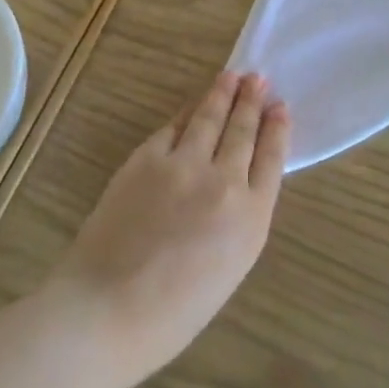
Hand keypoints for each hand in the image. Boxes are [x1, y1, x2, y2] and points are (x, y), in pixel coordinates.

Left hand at [46, 71, 287, 374]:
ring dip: (222, 94)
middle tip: (257, 78)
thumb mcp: (230, 267)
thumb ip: (241, 219)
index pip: (272, 158)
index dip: (277, 128)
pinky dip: (186, 113)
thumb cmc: (174, 311)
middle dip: (252, 101)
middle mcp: (224, 181)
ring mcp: (183, 165)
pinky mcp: (146, 159)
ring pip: (210, 119)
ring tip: (232, 76)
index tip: (280, 107)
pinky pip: (173, 128)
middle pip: (243, 130)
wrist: (108, 308)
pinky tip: (192, 106)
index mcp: (252, 218)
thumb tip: (238, 181)